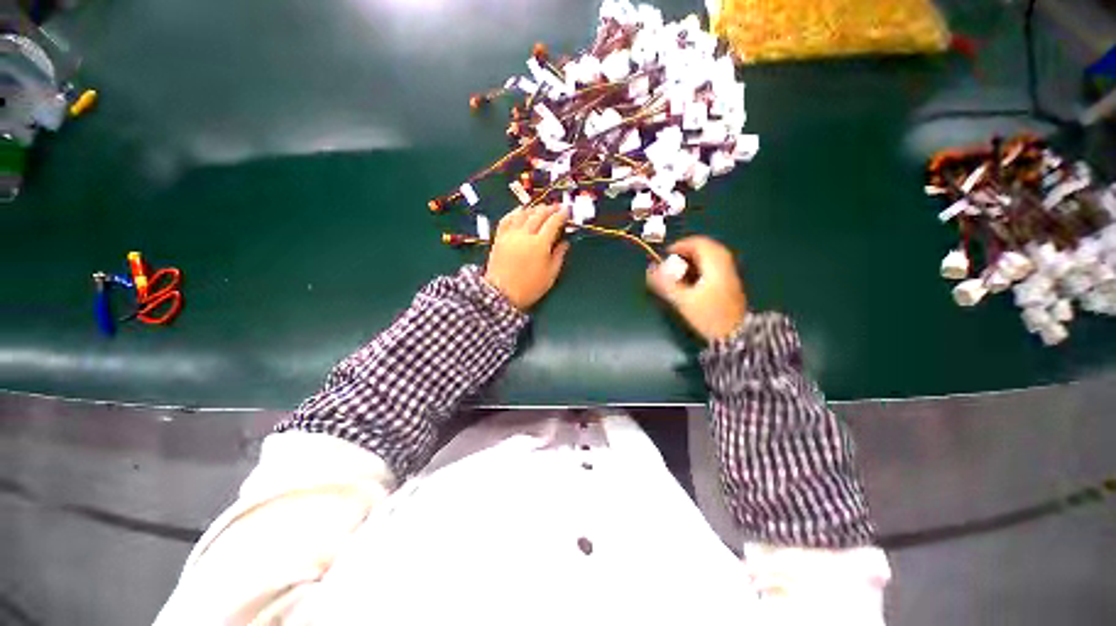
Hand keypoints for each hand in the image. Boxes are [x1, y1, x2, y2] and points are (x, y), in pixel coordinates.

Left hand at [485, 204, 570, 309]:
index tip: (567, 211)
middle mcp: (525, 234)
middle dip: (549, 209)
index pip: (553, 222)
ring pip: (523, 214)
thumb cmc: (530, 287)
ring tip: (541, 208)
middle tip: (556, 207)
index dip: (561, 215)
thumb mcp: (550, 275)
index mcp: (540, 244)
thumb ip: (559, 256)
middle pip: (538, 214)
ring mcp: (510, 234)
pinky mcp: (500, 237)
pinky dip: (515, 212)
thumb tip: (565, 242)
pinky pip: (507, 219)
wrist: (502, 294)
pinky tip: (520, 211)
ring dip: (534, 208)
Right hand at [646, 236, 747, 341]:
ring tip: (678, 270)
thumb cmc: (709, 315)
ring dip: (693, 260)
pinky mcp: (729, 283)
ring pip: (710, 257)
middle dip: (686, 252)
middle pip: (705, 248)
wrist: (736, 335)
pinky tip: (691, 279)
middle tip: (671, 262)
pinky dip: (700, 267)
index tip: (666, 255)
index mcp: (715, 264)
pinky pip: (713, 266)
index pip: (698, 243)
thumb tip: (650, 269)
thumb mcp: (683, 300)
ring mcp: (729, 273)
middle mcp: (725, 264)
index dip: (680, 245)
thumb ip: (666, 283)